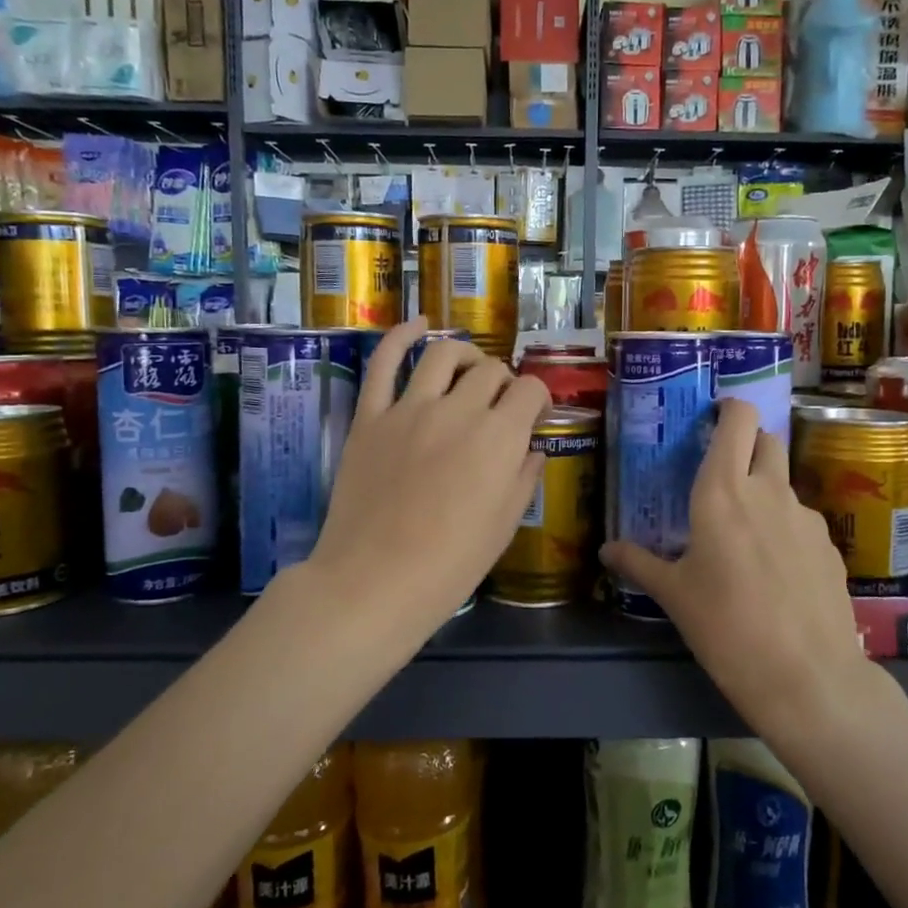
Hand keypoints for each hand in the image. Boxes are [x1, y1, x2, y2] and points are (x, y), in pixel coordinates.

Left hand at [307, 317, 548, 646]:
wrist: (375, 582)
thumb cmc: (450, 564)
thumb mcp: (504, 526)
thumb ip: (523, 477)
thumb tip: (532, 448)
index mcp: (499, 437)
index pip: (530, 390)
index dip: (537, 399)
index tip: (533, 417)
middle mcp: (459, 410)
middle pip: (490, 372)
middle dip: (503, 383)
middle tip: (499, 406)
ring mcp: (409, 409)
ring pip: (443, 356)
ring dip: (464, 356)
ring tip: (468, 370)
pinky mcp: (370, 417)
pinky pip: (384, 363)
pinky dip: (402, 336)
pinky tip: (419, 325)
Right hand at [600, 398, 866, 739]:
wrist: (807, 677)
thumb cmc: (725, 626)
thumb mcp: (673, 595)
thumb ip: (638, 563)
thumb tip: (606, 550)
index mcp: (724, 490)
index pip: (739, 418)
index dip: (729, 409)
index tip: (712, 420)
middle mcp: (769, 491)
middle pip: (768, 440)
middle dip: (748, 444)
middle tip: (723, 476)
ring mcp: (807, 518)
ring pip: (784, 484)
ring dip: (765, 493)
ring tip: (744, 538)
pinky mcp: (830, 547)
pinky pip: (801, 523)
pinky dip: (784, 530)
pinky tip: (774, 574)